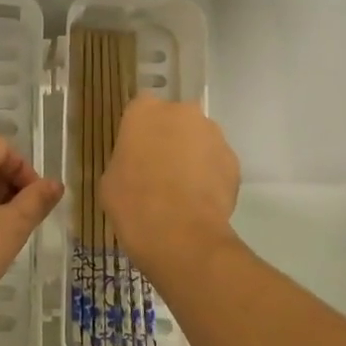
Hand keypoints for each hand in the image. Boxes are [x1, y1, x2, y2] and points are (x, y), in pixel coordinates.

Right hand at [100, 95, 239, 275]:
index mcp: (144, 110)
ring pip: (199, 140)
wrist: (180, 235)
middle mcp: (182, 112)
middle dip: (169, 138)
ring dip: (192, 156)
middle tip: (158, 170)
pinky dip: (210, 176)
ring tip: (182, 190)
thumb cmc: (133, 202)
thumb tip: (137, 164)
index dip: (139, 132)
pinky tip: (199, 201)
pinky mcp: (234, 161)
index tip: (135, 152)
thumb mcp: (111, 178)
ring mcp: (212, 135)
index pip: (140, 109)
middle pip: (174, 120)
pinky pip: (216, 163)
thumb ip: (126, 158)